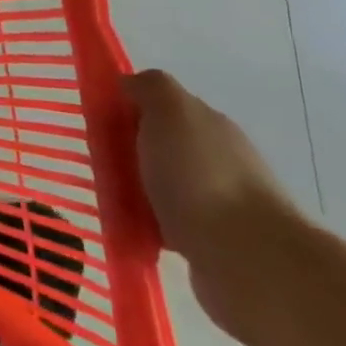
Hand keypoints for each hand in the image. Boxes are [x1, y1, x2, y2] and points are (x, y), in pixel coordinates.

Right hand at [124, 70, 298, 337]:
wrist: (248, 260)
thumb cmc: (200, 176)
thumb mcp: (171, 111)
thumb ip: (150, 88)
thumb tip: (131, 85)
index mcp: (210, 125)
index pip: (163, 107)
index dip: (129, 109)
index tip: (99, 123)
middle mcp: (219, 160)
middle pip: (161, 146)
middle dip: (128, 152)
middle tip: (97, 163)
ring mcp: (219, 204)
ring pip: (162, 187)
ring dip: (136, 191)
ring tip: (106, 200)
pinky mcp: (213, 245)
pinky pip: (166, 225)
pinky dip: (146, 226)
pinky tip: (128, 230)